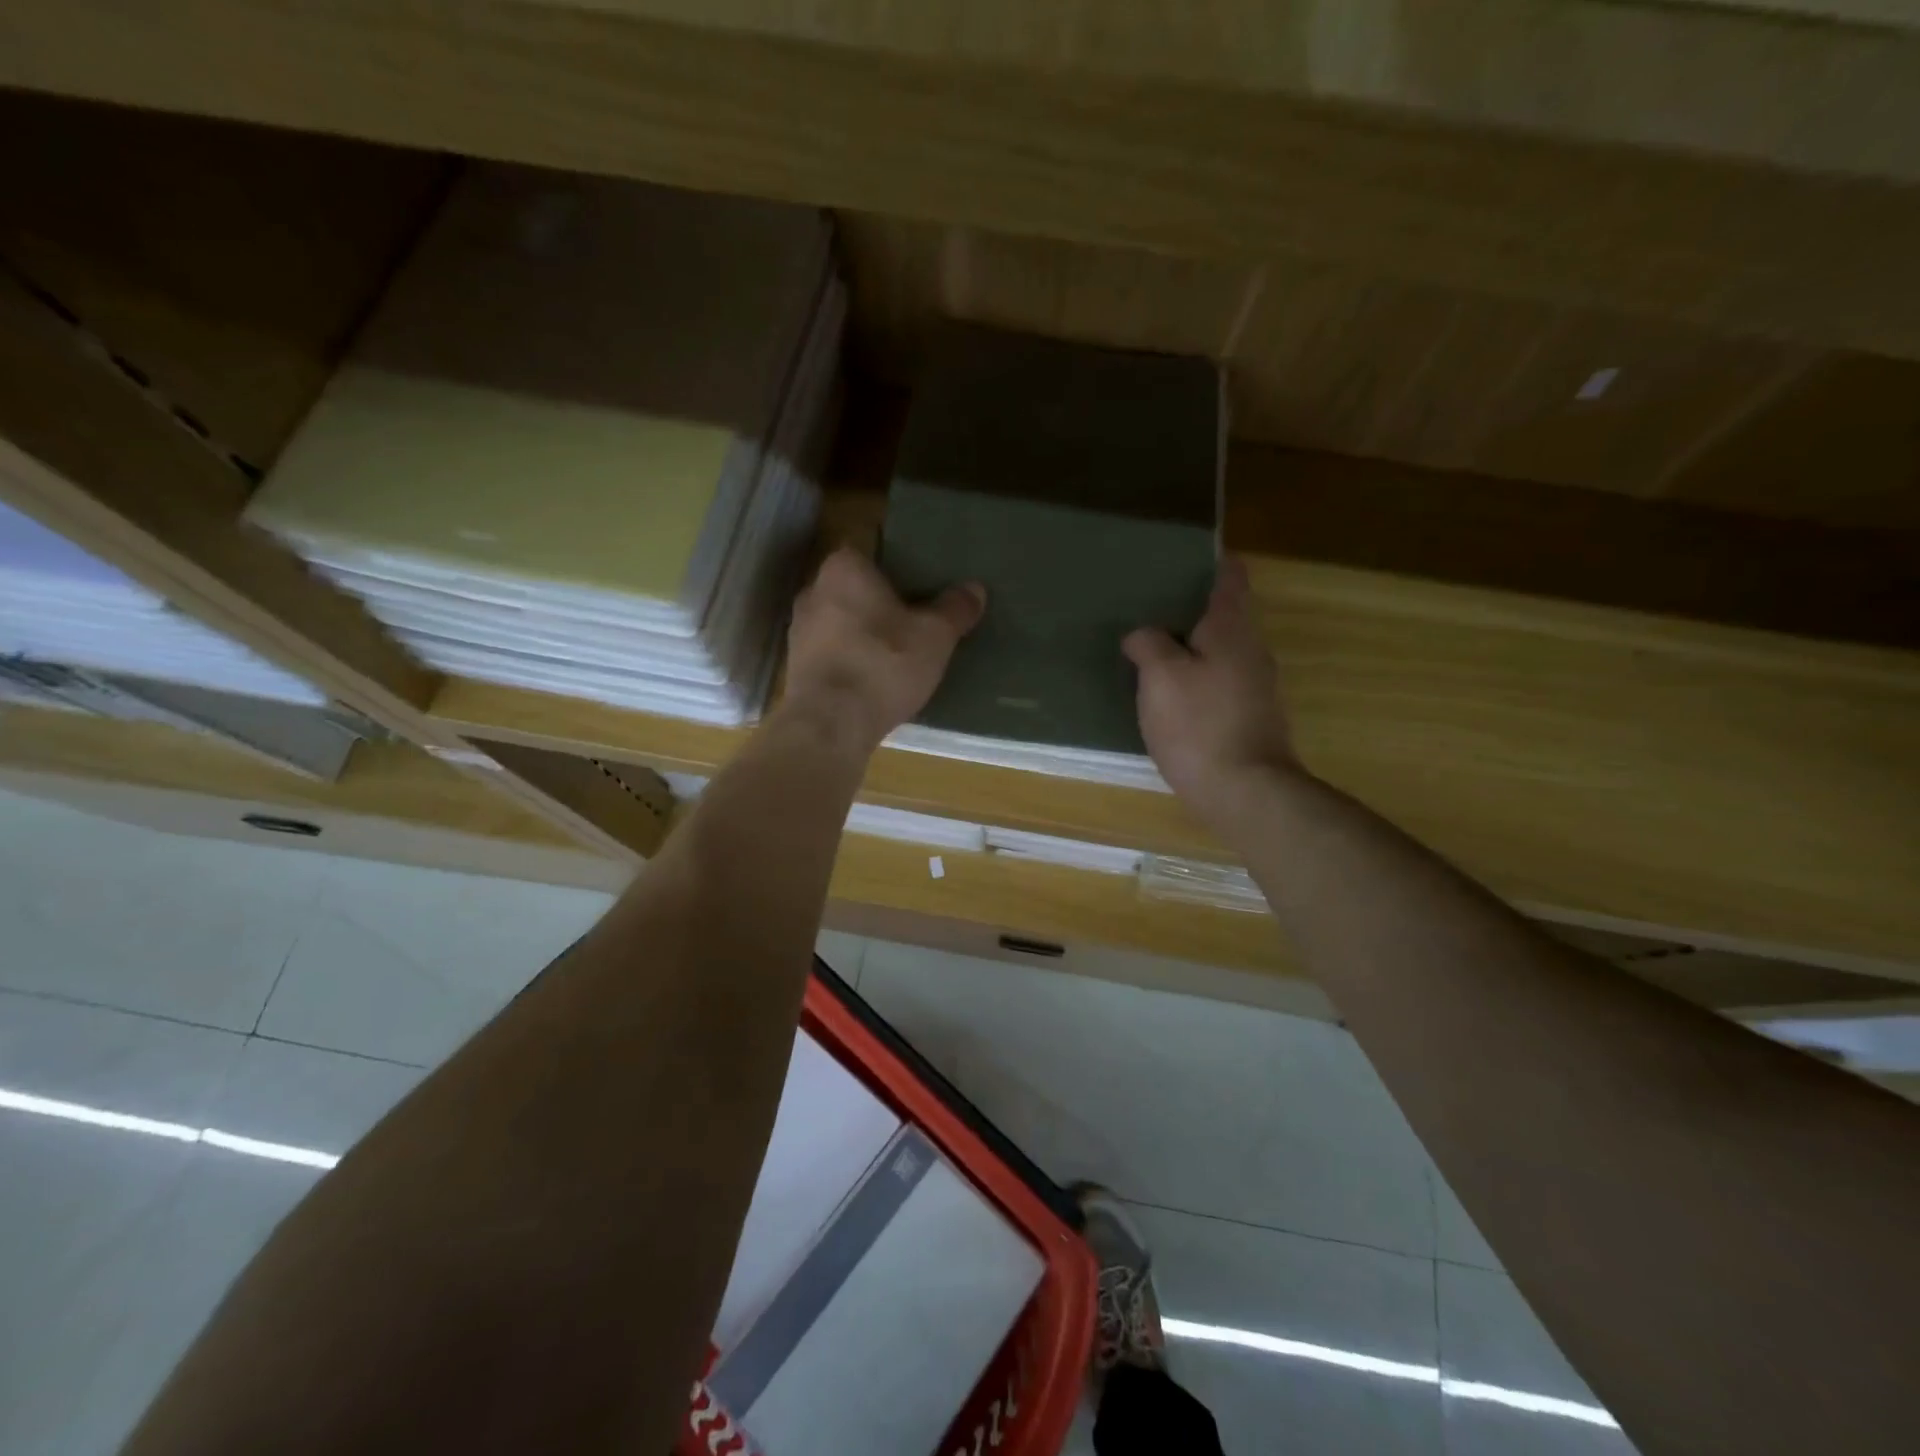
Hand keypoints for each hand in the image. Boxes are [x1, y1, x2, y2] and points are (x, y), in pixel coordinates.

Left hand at [782, 547, 985, 751]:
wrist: (830, 724)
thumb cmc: (883, 664)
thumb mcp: (934, 636)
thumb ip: (955, 609)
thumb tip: (975, 588)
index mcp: (843, 568)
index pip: (870, 551)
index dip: (896, 567)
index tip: (919, 586)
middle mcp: (813, 590)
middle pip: (854, 587)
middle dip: (879, 601)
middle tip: (913, 618)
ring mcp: (798, 630)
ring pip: (840, 620)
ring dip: (863, 632)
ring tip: (895, 651)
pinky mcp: (795, 666)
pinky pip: (831, 651)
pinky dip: (849, 658)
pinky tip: (872, 678)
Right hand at [1123, 556, 1299, 822]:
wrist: (1244, 791)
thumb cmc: (1199, 725)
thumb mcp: (1160, 677)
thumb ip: (1149, 645)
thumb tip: (1142, 635)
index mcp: (1233, 629)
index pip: (1231, 578)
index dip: (1211, 562)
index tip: (1182, 558)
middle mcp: (1253, 650)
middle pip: (1227, 614)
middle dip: (1193, 607)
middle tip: (1152, 605)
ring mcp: (1258, 686)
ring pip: (1223, 650)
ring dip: (1194, 646)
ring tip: (1153, 647)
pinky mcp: (1252, 717)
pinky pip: (1221, 682)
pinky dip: (1199, 677)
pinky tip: (1172, 692)